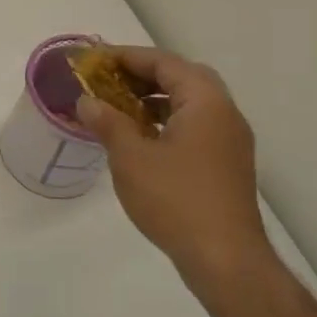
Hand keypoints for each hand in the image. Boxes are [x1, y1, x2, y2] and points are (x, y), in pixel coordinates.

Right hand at [76, 48, 275, 295]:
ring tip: (118, 108)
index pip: (164, 63)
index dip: (127, 57)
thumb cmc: (176, 199)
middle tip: (109, 81)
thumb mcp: (131, 157)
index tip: (95, 60)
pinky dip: (167, 122)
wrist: (225, 259)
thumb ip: (108, 123)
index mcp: (205, 102)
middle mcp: (224, 114)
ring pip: (190, 104)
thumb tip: (87, 101)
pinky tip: (141, 140)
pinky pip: (195, 127)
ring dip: (155, 99)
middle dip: (143, 75)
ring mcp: (230, 141)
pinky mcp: (227, 165)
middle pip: (182, 78)